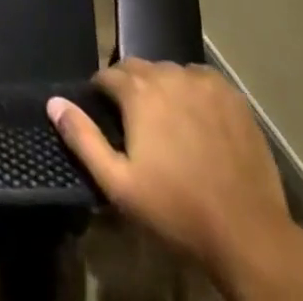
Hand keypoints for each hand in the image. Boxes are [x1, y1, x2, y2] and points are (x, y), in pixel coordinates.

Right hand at [49, 61, 302, 295]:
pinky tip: (198, 121)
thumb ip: (83, 138)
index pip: (107, 75)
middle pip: (138, 69)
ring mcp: (202, 81)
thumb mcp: (120, 185)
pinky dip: (193, 92)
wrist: (248, 233)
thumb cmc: (177, 210)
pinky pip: (200, 80)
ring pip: (170, 73)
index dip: (102, 93)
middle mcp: (168, 74)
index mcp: (138, 91)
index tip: (105, 114)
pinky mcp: (230, 94)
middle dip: (131, 89)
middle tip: (136, 124)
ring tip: (168, 123)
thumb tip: (53, 102)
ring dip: (162, 89)